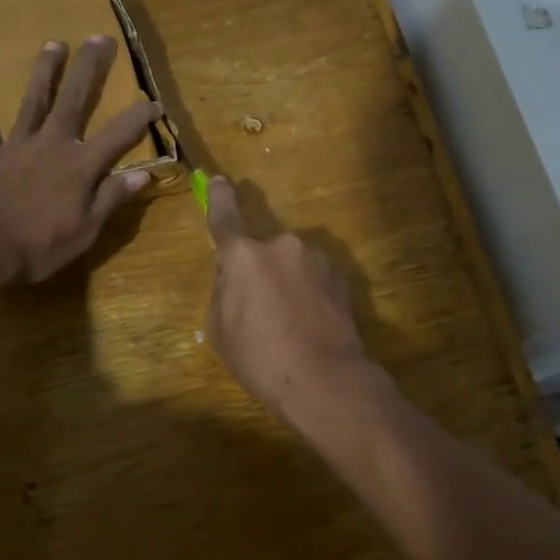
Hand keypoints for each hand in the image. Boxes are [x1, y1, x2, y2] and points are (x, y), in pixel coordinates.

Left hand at [0, 37, 162, 285]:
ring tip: (54, 43)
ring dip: (45, 71)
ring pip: (34, 100)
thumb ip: (112, 198)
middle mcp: (52, 144)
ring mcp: (17, 145)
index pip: (119, 134)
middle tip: (99, 38)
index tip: (156, 101)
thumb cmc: (39, 247)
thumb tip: (142, 174)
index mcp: (81, 165)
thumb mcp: (86, 231)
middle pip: (75, 99)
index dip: (140, 116)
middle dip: (89, 68)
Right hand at [205, 177, 375, 416]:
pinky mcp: (340, 275)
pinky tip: (312, 324)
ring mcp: (316, 258)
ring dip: (286, 282)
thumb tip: (234, 277)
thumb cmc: (260, 357)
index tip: (219, 181)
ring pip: (291, 264)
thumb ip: (224, 290)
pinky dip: (309, 293)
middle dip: (258, 271)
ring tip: (290, 324)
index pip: (225, 218)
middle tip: (258, 311)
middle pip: (261, 251)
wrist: (326, 379)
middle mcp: (281, 245)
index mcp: (244, 255)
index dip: (220, 198)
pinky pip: (313, 278)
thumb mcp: (221, 329)